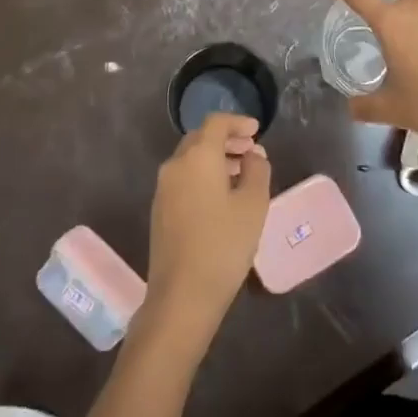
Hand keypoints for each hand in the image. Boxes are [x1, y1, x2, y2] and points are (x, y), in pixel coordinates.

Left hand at [143, 113, 270, 344]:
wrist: (182, 295)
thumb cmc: (224, 244)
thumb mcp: (253, 205)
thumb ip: (257, 171)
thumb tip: (253, 155)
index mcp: (197, 156)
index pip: (216, 123)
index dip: (238, 122)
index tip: (257, 131)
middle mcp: (175, 165)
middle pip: (200, 138)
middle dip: (227, 140)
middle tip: (251, 151)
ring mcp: (163, 188)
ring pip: (191, 159)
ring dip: (216, 159)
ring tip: (242, 174)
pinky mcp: (160, 209)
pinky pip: (184, 178)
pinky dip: (203, 175)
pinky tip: (222, 196)